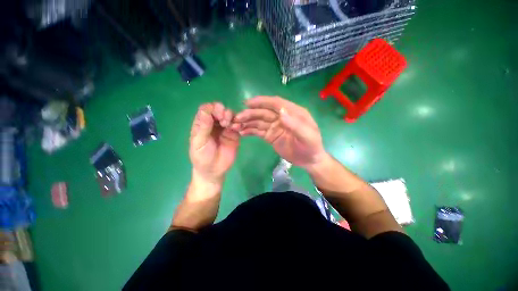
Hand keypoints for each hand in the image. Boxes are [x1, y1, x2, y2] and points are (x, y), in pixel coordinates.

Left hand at [190, 102, 239, 184]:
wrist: (214, 170)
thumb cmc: (202, 157)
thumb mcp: (199, 143)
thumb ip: (203, 127)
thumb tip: (206, 110)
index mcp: (202, 124)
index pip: (206, 109)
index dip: (212, 108)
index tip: (217, 115)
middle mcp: (214, 124)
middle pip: (219, 110)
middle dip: (223, 111)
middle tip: (224, 121)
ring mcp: (225, 128)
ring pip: (229, 115)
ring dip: (231, 116)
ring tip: (231, 126)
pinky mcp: (234, 134)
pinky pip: (238, 125)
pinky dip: (238, 124)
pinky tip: (237, 128)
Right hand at [232, 96, 326, 168]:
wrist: (309, 160)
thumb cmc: (311, 147)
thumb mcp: (307, 136)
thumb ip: (295, 124)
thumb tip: (281, 112)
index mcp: (293, 112)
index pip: (276, 103)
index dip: (262, 102)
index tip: (248, 103)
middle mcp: (282, 117)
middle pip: (264, 112)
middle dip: (250, 113)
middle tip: (237, 118)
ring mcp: (275, 126)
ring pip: (259, 121)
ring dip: (247, 122)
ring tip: (235, 125)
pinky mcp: (270, 136)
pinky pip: (258, 131)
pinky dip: (250, 131)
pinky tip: (241, 132)